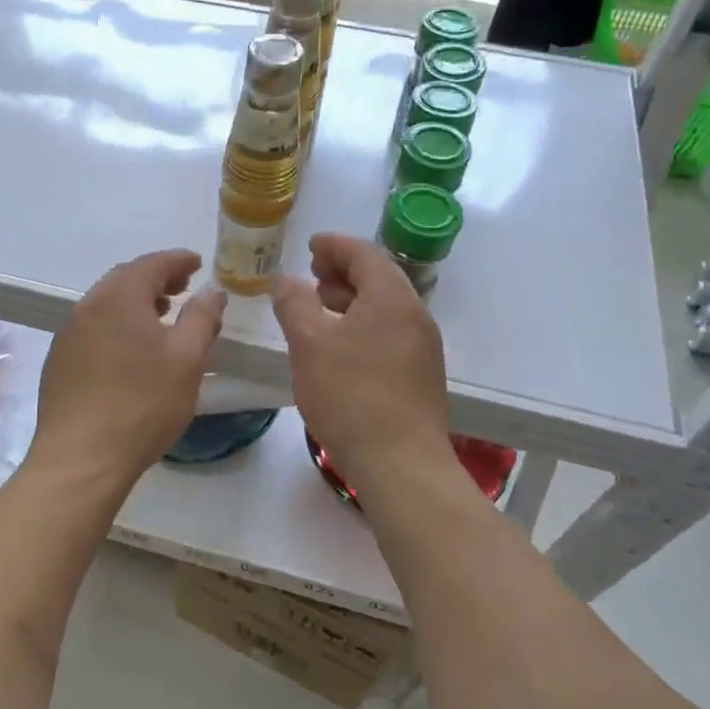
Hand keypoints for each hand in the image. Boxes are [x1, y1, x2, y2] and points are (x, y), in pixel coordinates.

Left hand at [31, 249, 226, 486]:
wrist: (81, 458)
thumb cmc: (143, 403)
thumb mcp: (187, 358)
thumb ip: (202, 317)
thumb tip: (211, 290)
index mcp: (118, 297)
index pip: (152, 264)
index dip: (178, 260)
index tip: (198, 262)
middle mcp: (88, 306)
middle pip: (125, 279)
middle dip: (156, 279)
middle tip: (183, 288)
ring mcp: (68, 334)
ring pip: (106, 304)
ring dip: (136, 303)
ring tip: (161, 317)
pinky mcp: (59, 362)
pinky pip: (94, 328)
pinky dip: (117, 325)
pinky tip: (131, 350)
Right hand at [272, 233, 453, 491]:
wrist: (400, 463)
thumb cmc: (351, 396)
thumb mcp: (309, 344)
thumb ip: (294, 303)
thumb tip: (286, 280)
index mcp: (392, 298)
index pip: (364, 254)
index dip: (334, 245)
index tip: (310, 246)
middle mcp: (415, 315)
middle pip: (379, 277)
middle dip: (343, 270)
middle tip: (312, 274)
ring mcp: (422, 346)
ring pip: (385, 306)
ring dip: (352, 297)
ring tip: (321, 305)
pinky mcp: (420, 373)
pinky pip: (390, 331)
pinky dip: (363, 322)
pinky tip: (340, 344)